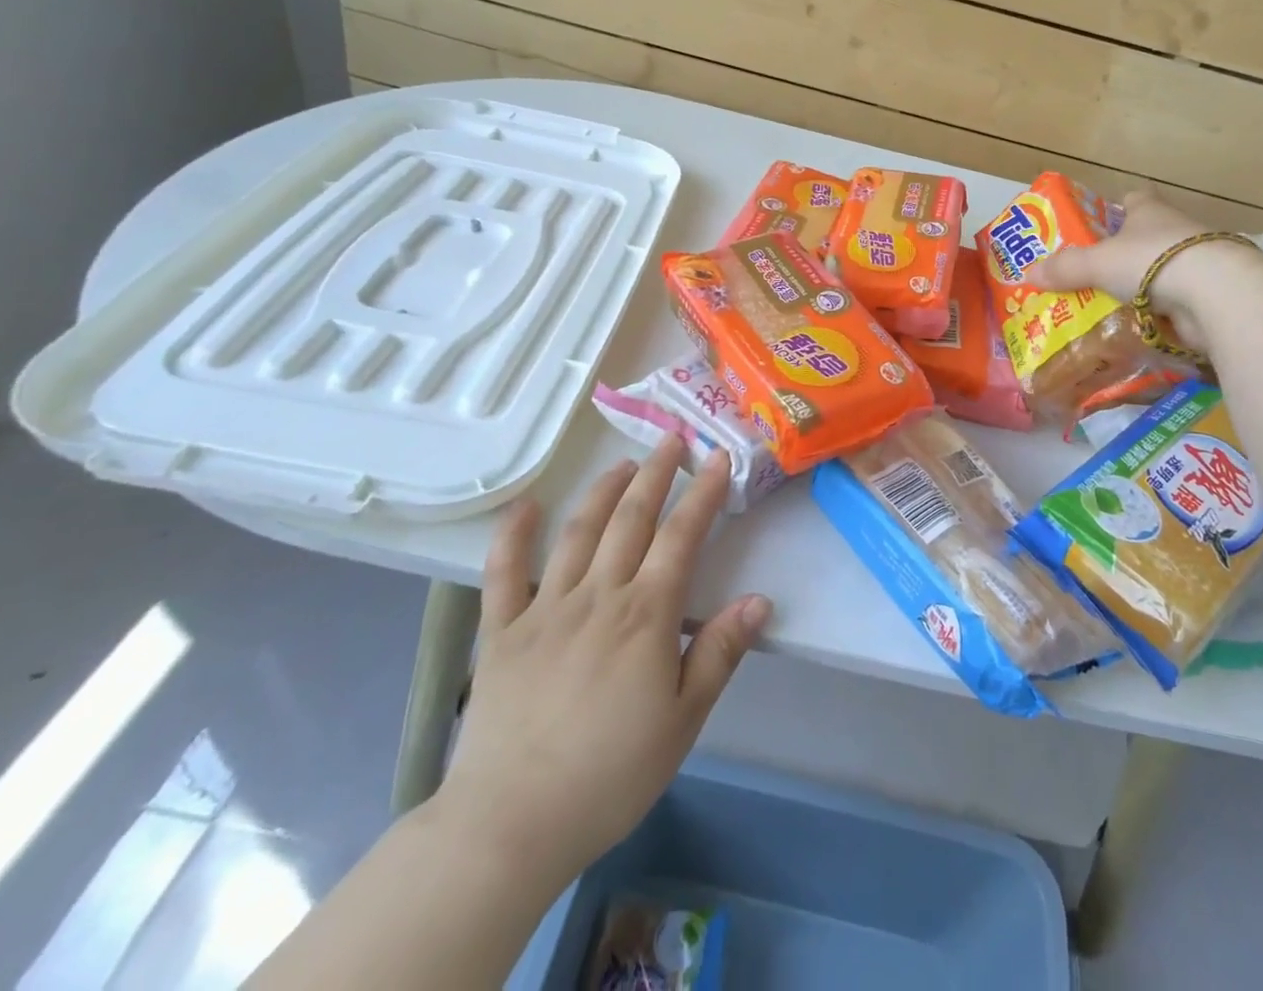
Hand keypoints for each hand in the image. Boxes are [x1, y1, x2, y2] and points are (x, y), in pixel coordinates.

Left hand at [434, 436, 770, 879]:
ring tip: (622, 464)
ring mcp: (546, 608)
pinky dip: (514, 535)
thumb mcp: (684, 720)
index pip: (681, 537)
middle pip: (631, 520)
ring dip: (603, 491)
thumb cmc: (611, 773)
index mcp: (645, 615)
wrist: (513, 822)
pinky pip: (504, 573)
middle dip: (656, 475)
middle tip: (671, 440)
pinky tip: (527, 506)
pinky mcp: (502, 631)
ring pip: (579, 533)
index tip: (718, 459)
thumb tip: (759, 600)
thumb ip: (720, 652)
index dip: (702, 494)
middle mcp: (598, 595)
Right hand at [1023, 191, 1253, 356]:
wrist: (1215, 293)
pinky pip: (1176, 303)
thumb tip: (1027, 274)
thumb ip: (1064, 269)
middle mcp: (1176, 231)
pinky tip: (1138, 329)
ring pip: (1163, 272)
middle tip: (1094, 274)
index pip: (1135, 199)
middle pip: (1148, 237)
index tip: (1102, 224)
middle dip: (1125, 254)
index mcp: (1150, 212)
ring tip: (1110, 307)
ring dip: (1144, 287)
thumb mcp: (1097, 263)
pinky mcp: (1209, 295)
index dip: (1119, 207)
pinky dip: (1160, 314)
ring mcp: (1196, 263)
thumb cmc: (1151, 261)